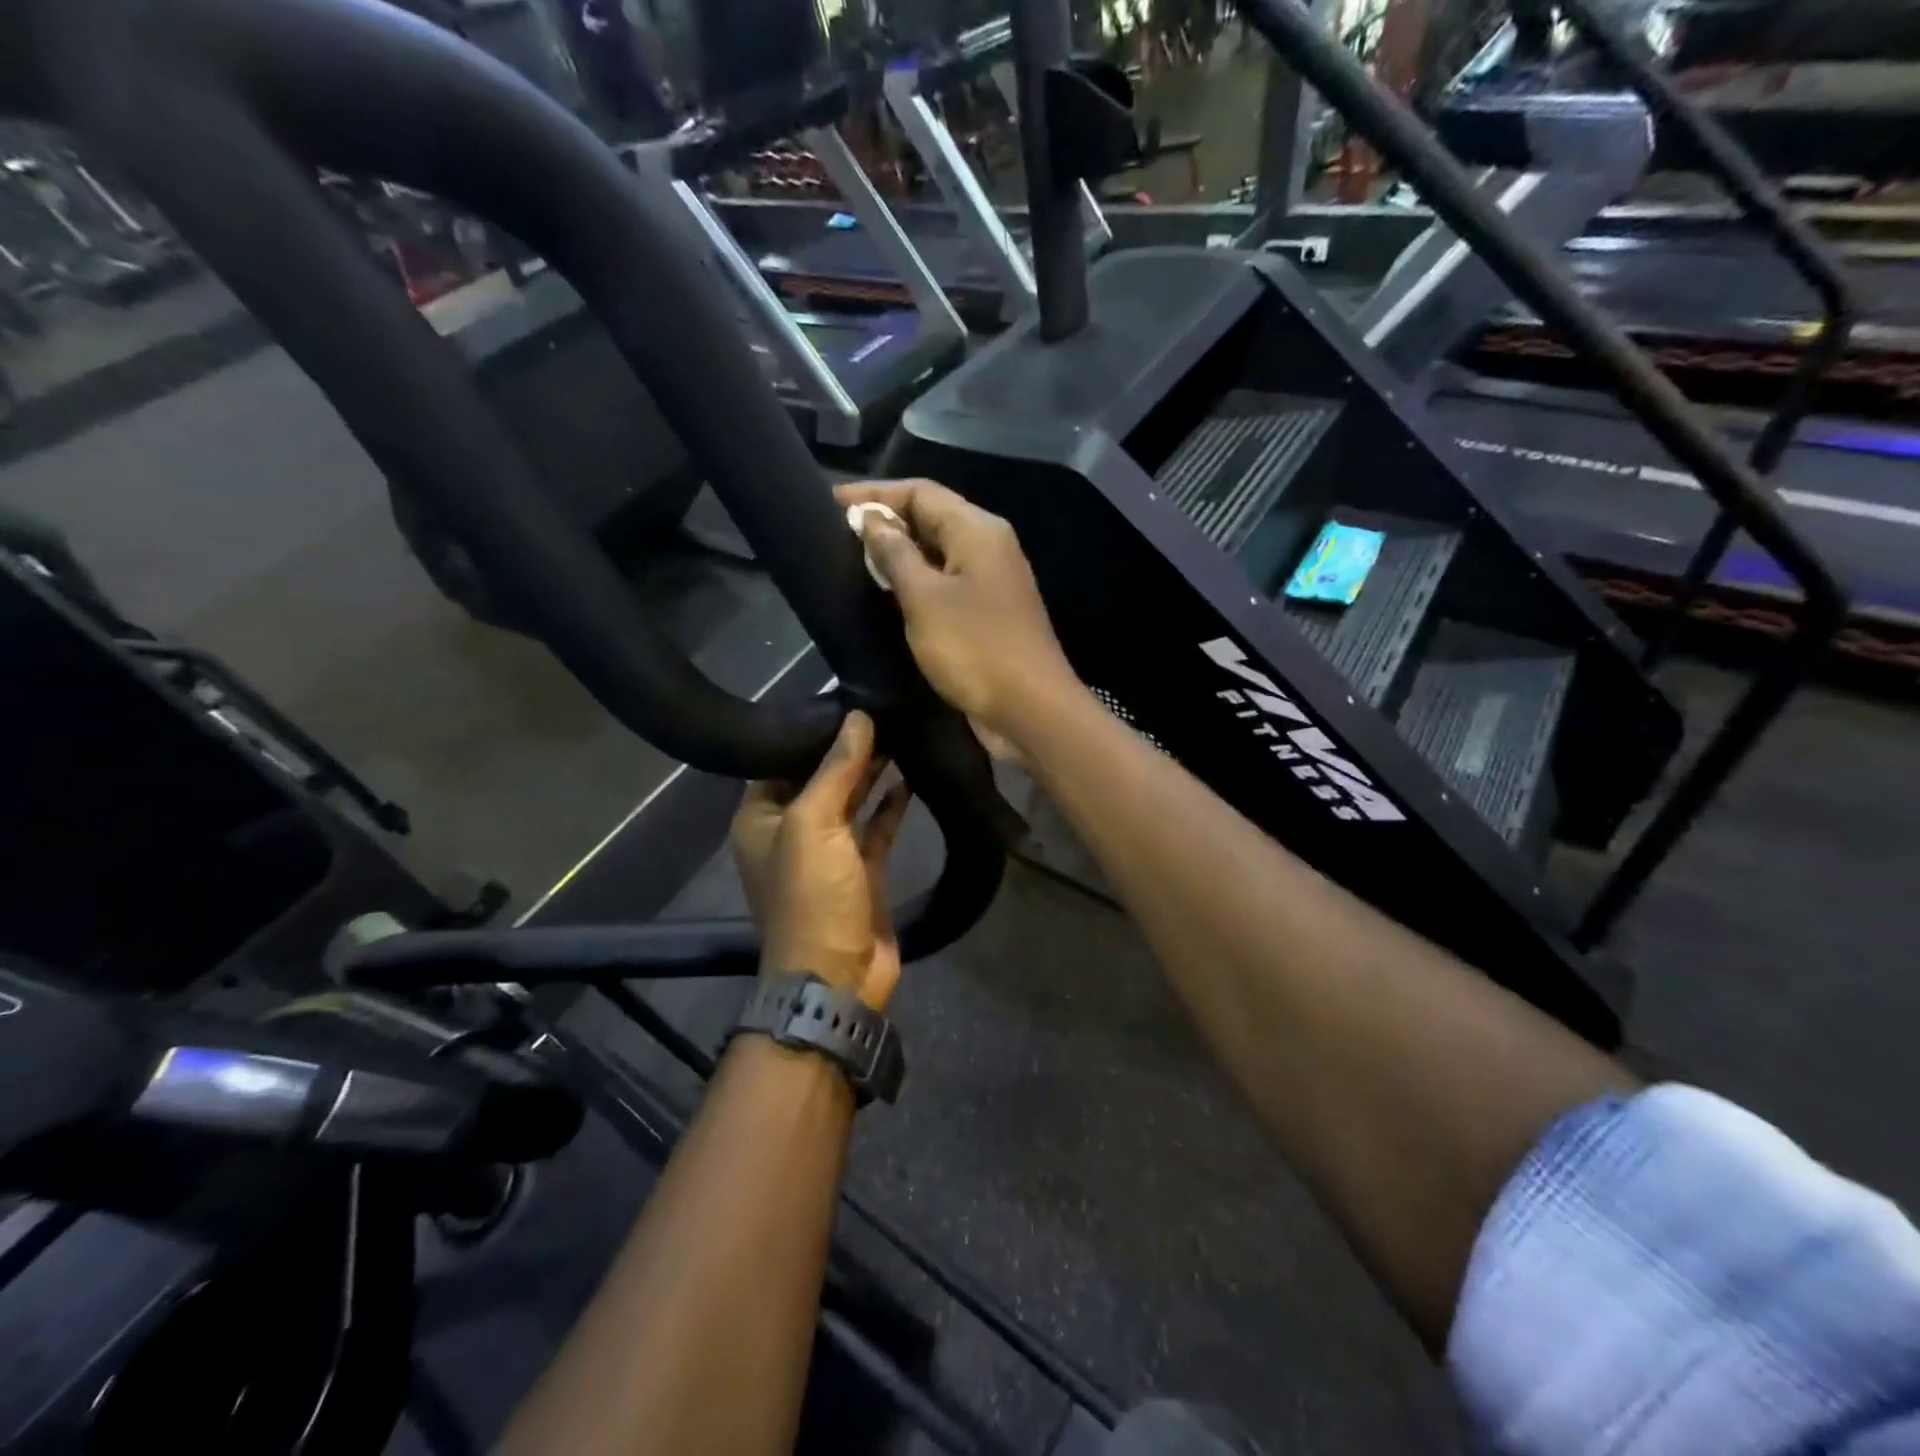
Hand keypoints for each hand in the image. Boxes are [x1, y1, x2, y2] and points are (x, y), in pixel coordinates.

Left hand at [731, 711, 913, 1010]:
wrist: (837, 976)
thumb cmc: (810, 896)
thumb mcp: (813, 824)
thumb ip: (835, 768)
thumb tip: (857, 715)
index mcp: (760, 817)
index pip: (780, 759)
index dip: (809, 730)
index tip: (843, 695)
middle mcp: (790, 829)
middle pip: (818, 776)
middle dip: (847, 746)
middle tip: (881, 705)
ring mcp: (828, 850)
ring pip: (850, 798)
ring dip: (871, 771)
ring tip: (900, 729)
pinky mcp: (861, 868)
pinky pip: (875, 825)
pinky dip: (891, 803)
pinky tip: (911, 774)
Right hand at [835, 480, 1080, 751]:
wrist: (1030, 710)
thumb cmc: (975, 648)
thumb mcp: (924, 598)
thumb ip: (895, 554)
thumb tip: (871, 519)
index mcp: (977, 530)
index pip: (921, 491)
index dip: (874, 494)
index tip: (829, 503)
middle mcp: (989, 547)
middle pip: (932, 518)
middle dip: (885, 522)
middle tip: (836, 535)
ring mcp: (992, 582)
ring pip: (938, 553)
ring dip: (899, 554)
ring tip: (853, 562)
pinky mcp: (988, 615)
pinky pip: (946, 584)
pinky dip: (917, 583)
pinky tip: (887, 597)